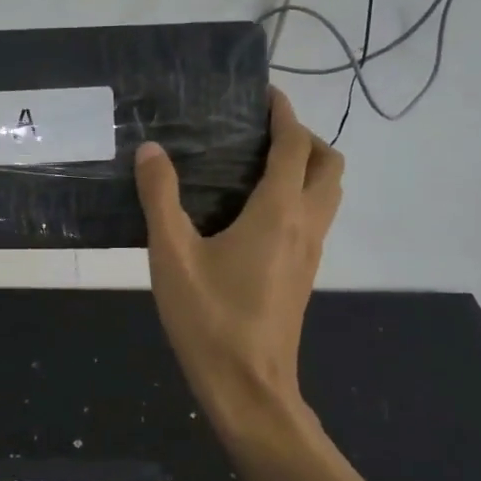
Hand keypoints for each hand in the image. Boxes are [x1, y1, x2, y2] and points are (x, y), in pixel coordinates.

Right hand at [135, 88, 342, 427]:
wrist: (248, 387)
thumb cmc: (209, 319)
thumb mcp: (172, 255)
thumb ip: (160, 198)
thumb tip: (150, 151)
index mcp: (278, 211)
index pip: (295, 145)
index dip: (284, 114)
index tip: (265, 94)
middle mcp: (306, 224)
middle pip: (330, 165)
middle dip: (305, 138)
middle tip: (262, 133)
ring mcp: (310, 251)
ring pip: (329, 193)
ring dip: (308, 167)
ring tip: (259, 165)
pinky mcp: (303, 273)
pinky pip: (316, 217)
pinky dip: (301, 196)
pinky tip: (255, 211)